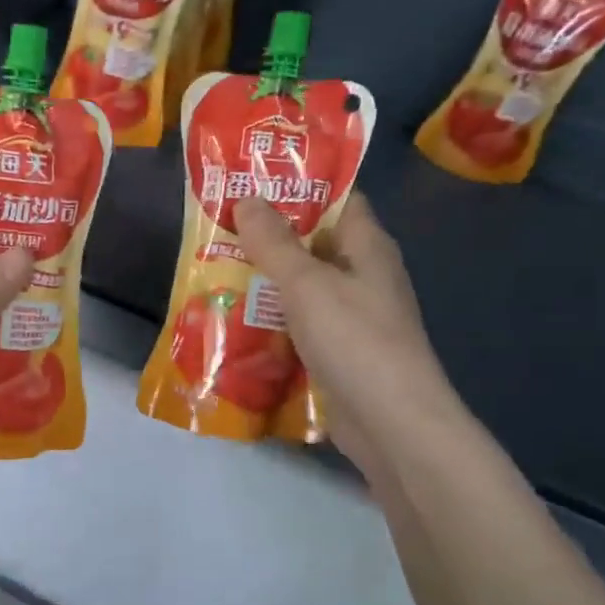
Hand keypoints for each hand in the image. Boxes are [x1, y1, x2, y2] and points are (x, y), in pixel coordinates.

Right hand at [234, 194, 452, 470]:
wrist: (391, 423)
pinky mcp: (339, 355)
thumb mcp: (308, 283)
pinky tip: (235, 326)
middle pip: (313, 246)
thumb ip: (275, 242)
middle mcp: (363, 278)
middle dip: (268, 240)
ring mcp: (352, 319)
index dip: (298, 186)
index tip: (251, 181)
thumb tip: (248, 198)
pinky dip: (271, 326)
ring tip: (212, 274)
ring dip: (264, 286)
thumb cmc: (354, 340)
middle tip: (217, 230)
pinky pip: (299, 329)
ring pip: (301, 291)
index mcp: (367, 248)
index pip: (337, 199)